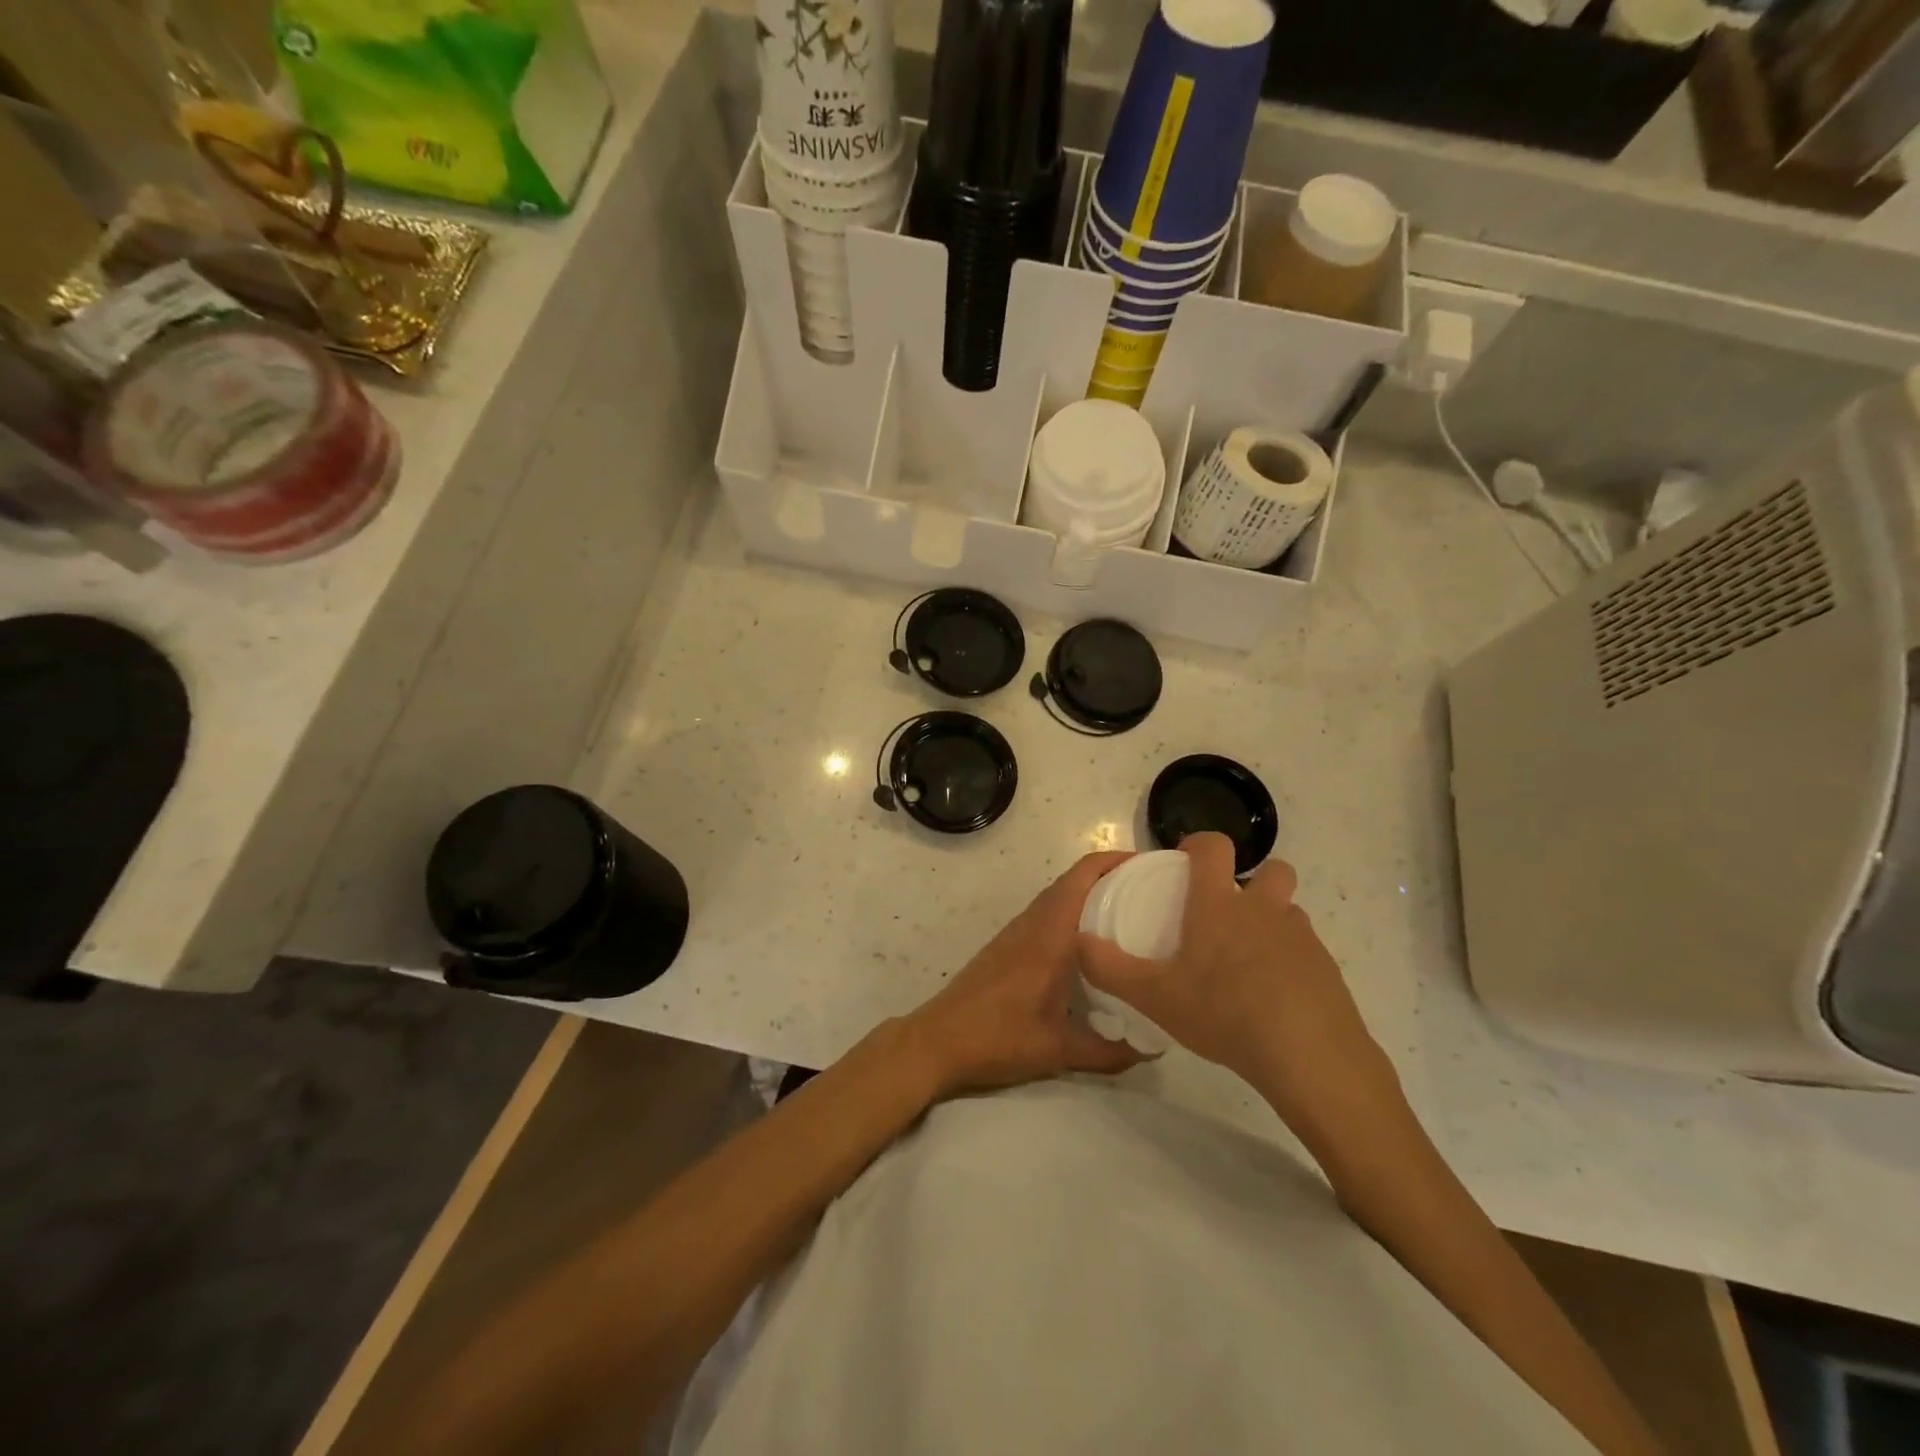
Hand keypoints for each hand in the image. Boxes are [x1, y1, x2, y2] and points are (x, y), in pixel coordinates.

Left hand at [904, 851, 1147, 1098]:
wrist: (938, 1041)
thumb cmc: (999, 1038)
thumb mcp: (1059, 1051)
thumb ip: (1109, 1052)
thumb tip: (1151, 1050)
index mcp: (1050, 936)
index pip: (1081, 879)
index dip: (1112, 861)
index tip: (1147, 865)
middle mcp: (1033, 924)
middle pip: (1071, 881)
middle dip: (1108, 875)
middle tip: (1147, 889)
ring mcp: (1015, 932)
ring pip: (1056, 897)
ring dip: (1087, 893)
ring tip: (1126, 911)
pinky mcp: (1005, 945)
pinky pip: (1044, 914)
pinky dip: (1069, 912)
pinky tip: (1087, 943)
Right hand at [1077, 834, 1403, 1149]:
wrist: (1309, 1056)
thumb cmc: (1224, 1013)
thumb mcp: (1155, 997)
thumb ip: (1110, 968)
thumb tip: (1080, 942)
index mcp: (1219, 905)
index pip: (1214, 847)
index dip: (1200, 845)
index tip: (1186, 862)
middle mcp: (1263, 909)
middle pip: (1272, 870)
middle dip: (1254, 881)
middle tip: (1228, 914)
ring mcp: (1301, 938)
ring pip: (1289, 912)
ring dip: (1272, 922)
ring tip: (1248, 962)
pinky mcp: (1327, 969)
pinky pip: (1306, 951)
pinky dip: (1290, 962)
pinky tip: (1274, 998)